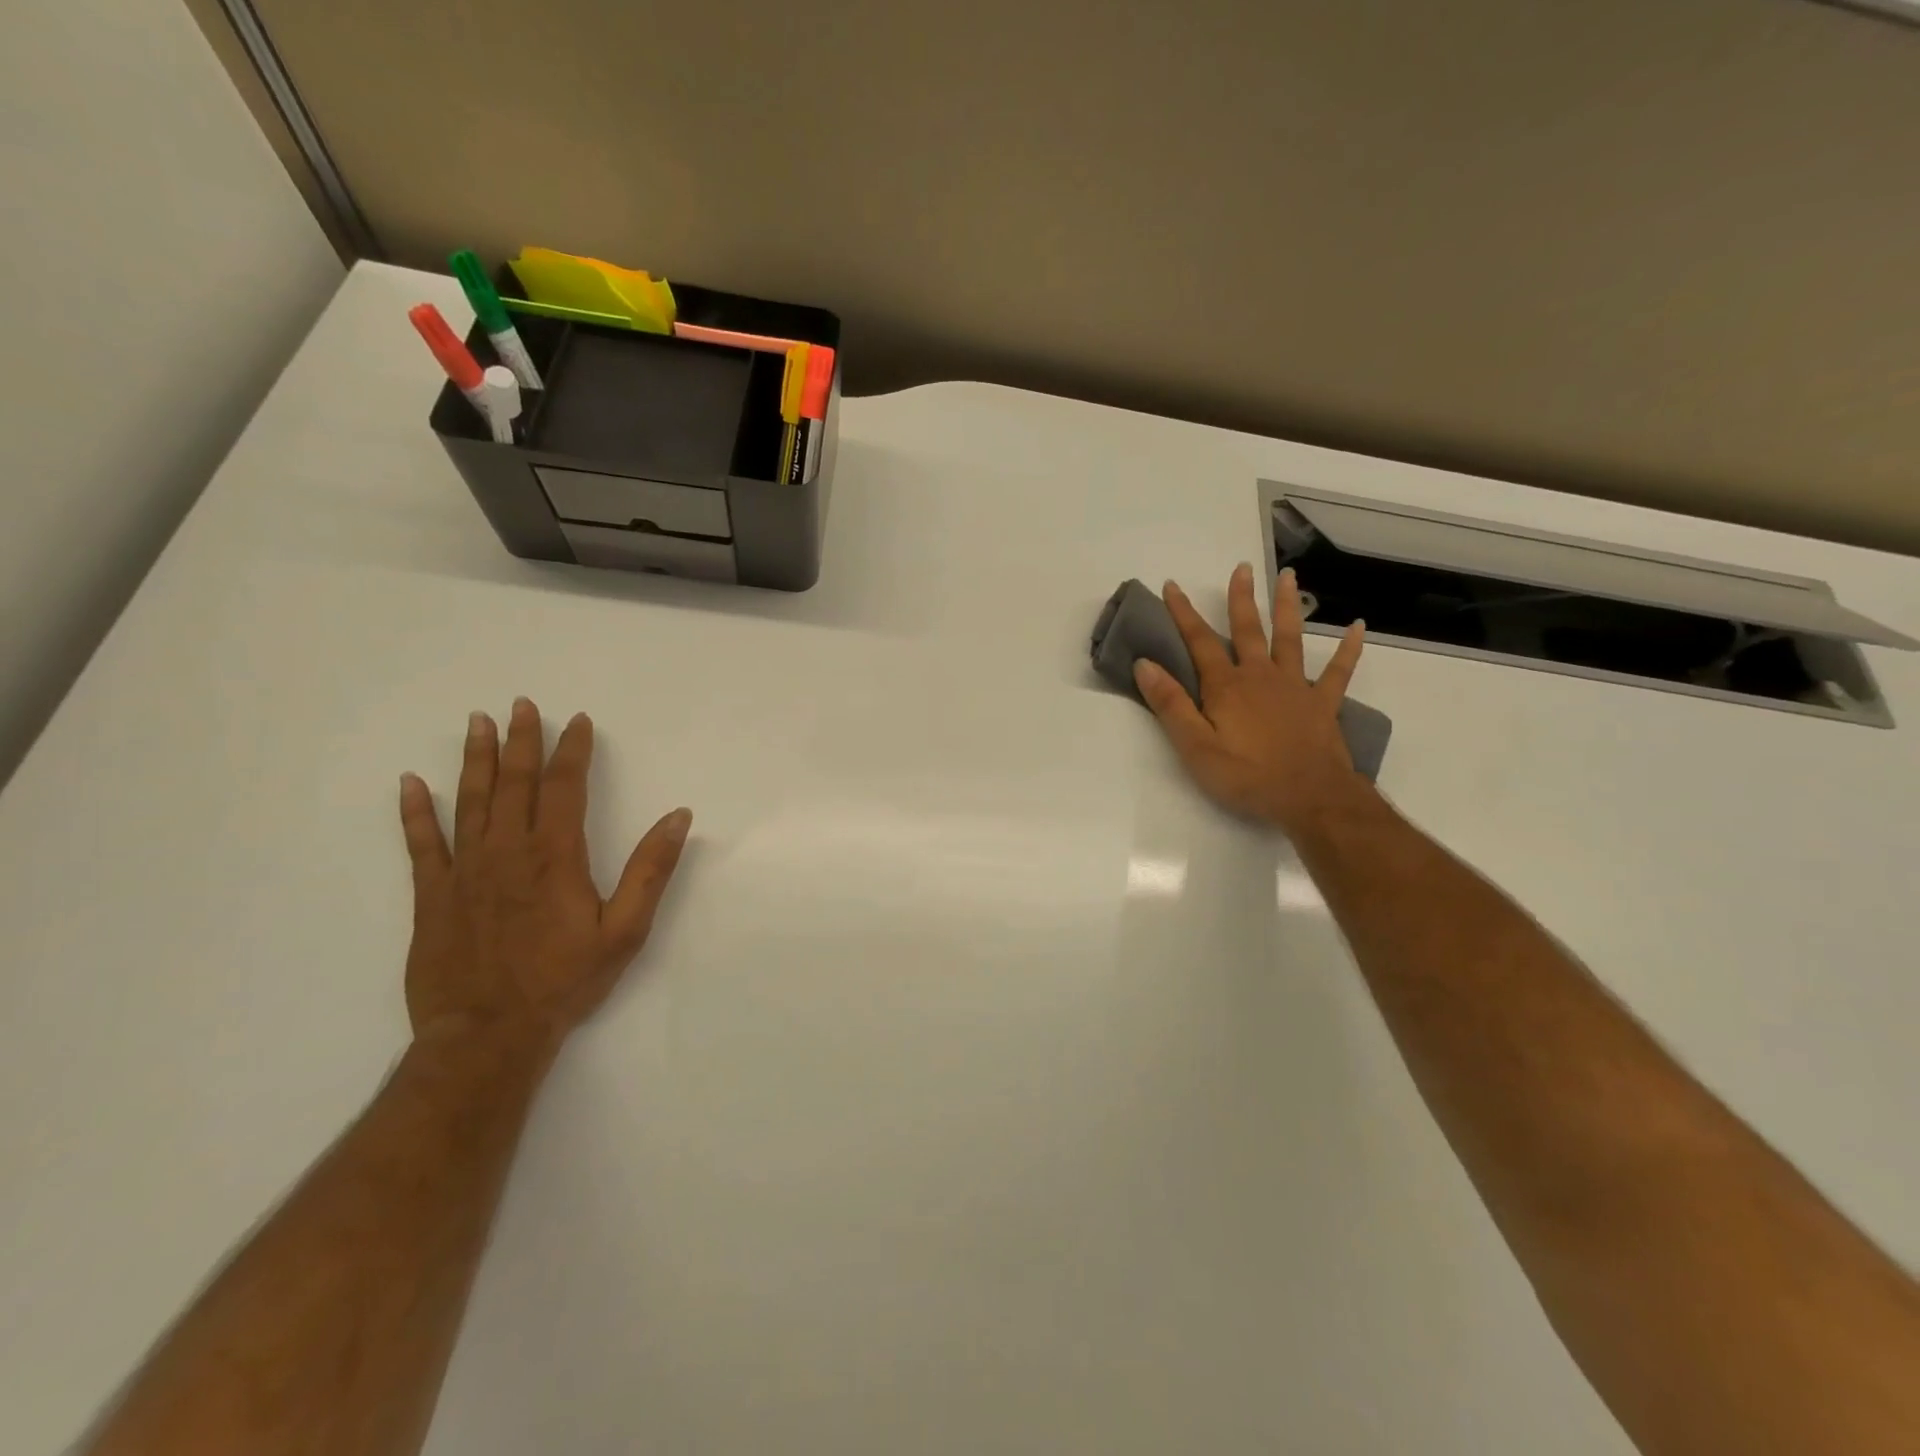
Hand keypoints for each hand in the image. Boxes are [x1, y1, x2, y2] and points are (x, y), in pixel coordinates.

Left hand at [397, 698, 691, 1054]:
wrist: (488, 1034)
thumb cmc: (565, 981)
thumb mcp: (625, 930)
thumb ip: (650, 870)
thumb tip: (677, 817)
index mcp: (555, 856)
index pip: (565, 787)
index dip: (572, 751)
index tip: (577, 722)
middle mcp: (507, 851)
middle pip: (514, 783)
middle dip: (521, 741)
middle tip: (520, 705)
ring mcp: (465, 871)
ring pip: (469, 801)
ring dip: (474, 759)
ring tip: (476, 723)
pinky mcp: (433, 896)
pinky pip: (421, 844)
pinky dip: (415, 812)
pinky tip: (410, 783)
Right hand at [1134, 564, 1368, 834]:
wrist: (1310, 798)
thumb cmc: (1246, 776)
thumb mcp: (1195, 746)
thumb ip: (1170, 704)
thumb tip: (1144, 664)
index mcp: (1226, 687)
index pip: (1199, 642)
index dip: (1183, 613)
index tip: (1172, 585)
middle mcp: (1260, 676)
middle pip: (1247, 630)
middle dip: (1240, 598)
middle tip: (1241, 567)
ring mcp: (1295, 687)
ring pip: (1290, 638)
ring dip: (1288, 606)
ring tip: (1289, 576)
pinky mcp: (1323, 703)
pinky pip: (1338, 671)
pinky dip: (1348, 649)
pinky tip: (1358, 627)